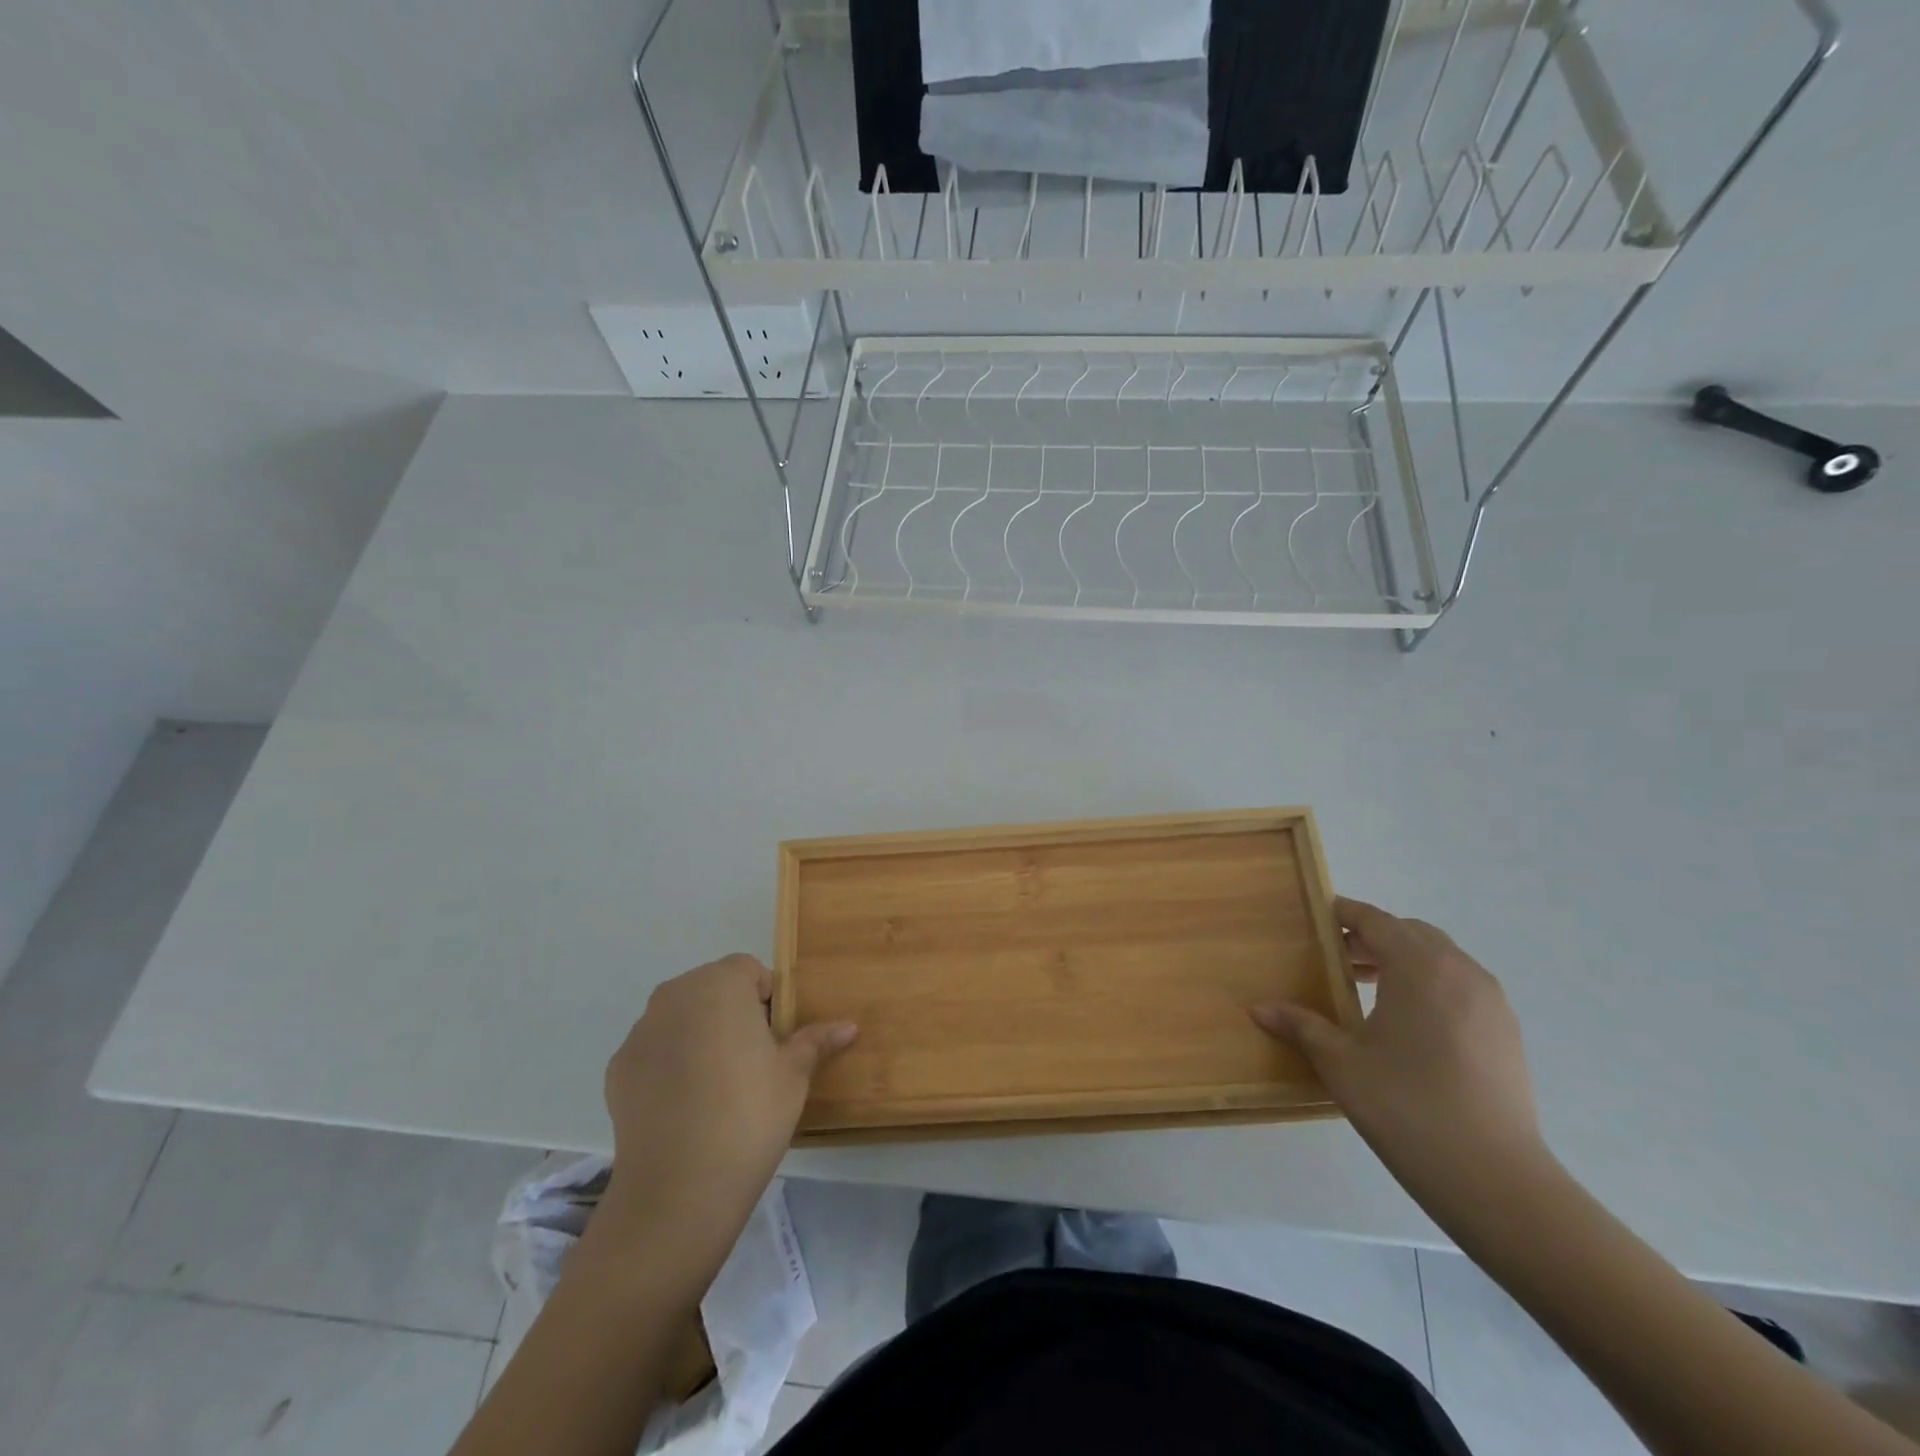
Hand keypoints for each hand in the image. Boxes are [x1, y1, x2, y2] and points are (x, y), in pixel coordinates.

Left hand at [590, 954, 855, 1271]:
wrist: (678, 1189)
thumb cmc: (749, 1115)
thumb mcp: (794, 1075)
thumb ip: (816, 1041)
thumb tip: (849, 1025)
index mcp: (720, 984)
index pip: (749, 970)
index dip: (768, 999)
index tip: (777, 1038)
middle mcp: (675, 995)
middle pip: (712, 989)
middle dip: (733, 1014)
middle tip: (754, 1060)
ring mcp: (641, 1031)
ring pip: (681, 1019)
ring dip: (700, 1036)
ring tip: (719, 1086)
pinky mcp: (618, 1068)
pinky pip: (655, 1052)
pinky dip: (671, 1065)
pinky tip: (686, 1107)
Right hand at [1252, 898, 1554, 1227]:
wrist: (1495, 1179)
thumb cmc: (1406, 1107)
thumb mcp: (1341, 1063)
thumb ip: (1301, 1026)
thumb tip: (1258, 1008)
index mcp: (1418, 966)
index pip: (1376, 920)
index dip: (1344, 914)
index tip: (1317, 920)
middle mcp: (1459, 971)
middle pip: (1411, 932)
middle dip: (1373, 937)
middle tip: (1338, 960)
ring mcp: (1490, 1001)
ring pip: (1441, 958)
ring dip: (1404, 960)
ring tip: (1369, 990)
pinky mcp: (1506, 1032)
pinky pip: (1462, 986)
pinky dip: (1431, 985)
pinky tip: (1409, 1024)